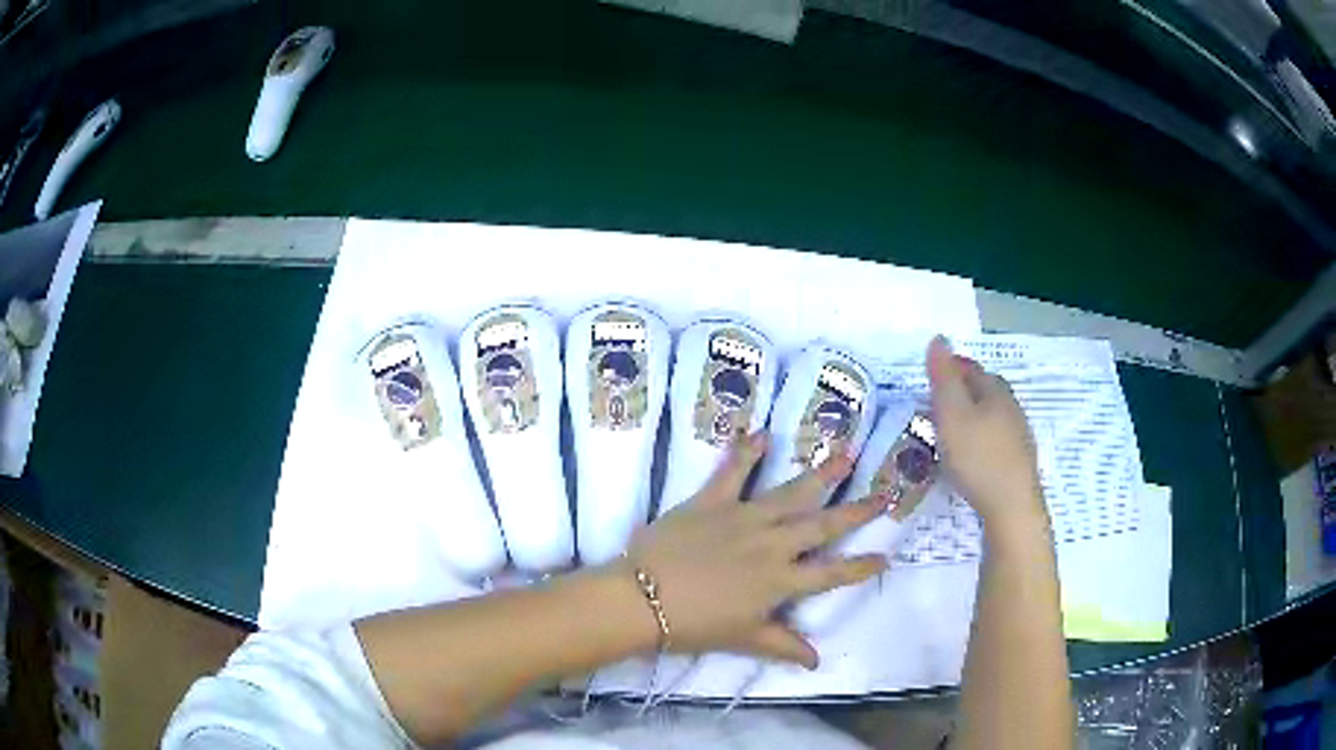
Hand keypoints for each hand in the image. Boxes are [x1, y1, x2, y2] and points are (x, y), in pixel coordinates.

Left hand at [621, 433, 889, 668]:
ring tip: (845, 453)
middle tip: (883, 493)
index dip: (861, 566)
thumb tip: (817, 661)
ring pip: (790, 493)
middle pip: (822, 525)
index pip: (832, 574)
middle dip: (856, 511)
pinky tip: (762, 433)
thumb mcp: (744, 639)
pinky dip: (747, 452)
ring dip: (820, 474)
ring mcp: (744, 518)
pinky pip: (733, 472)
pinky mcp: (712, 501)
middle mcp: (772, 544)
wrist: (642, 598)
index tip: (886, 556)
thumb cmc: (694, 624)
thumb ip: (783, 645)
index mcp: (780, 581)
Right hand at [926, 336, 1048, 535]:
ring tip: (953, 428)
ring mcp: (1018, 436)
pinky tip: (973, 454)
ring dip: (974, 415)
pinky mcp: (1019, 462)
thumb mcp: (952, 414)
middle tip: (939, 401)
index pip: (971, 368)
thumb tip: (939, 338)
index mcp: (995, 392)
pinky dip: (982, 437)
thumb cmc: (978, 458)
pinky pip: (997, 438)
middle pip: (986, 389)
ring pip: (993, 415)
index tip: (930, 375)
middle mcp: (1011, 408)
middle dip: (964, 389)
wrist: (1012, 507)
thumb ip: (943, 377)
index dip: (951, 366)